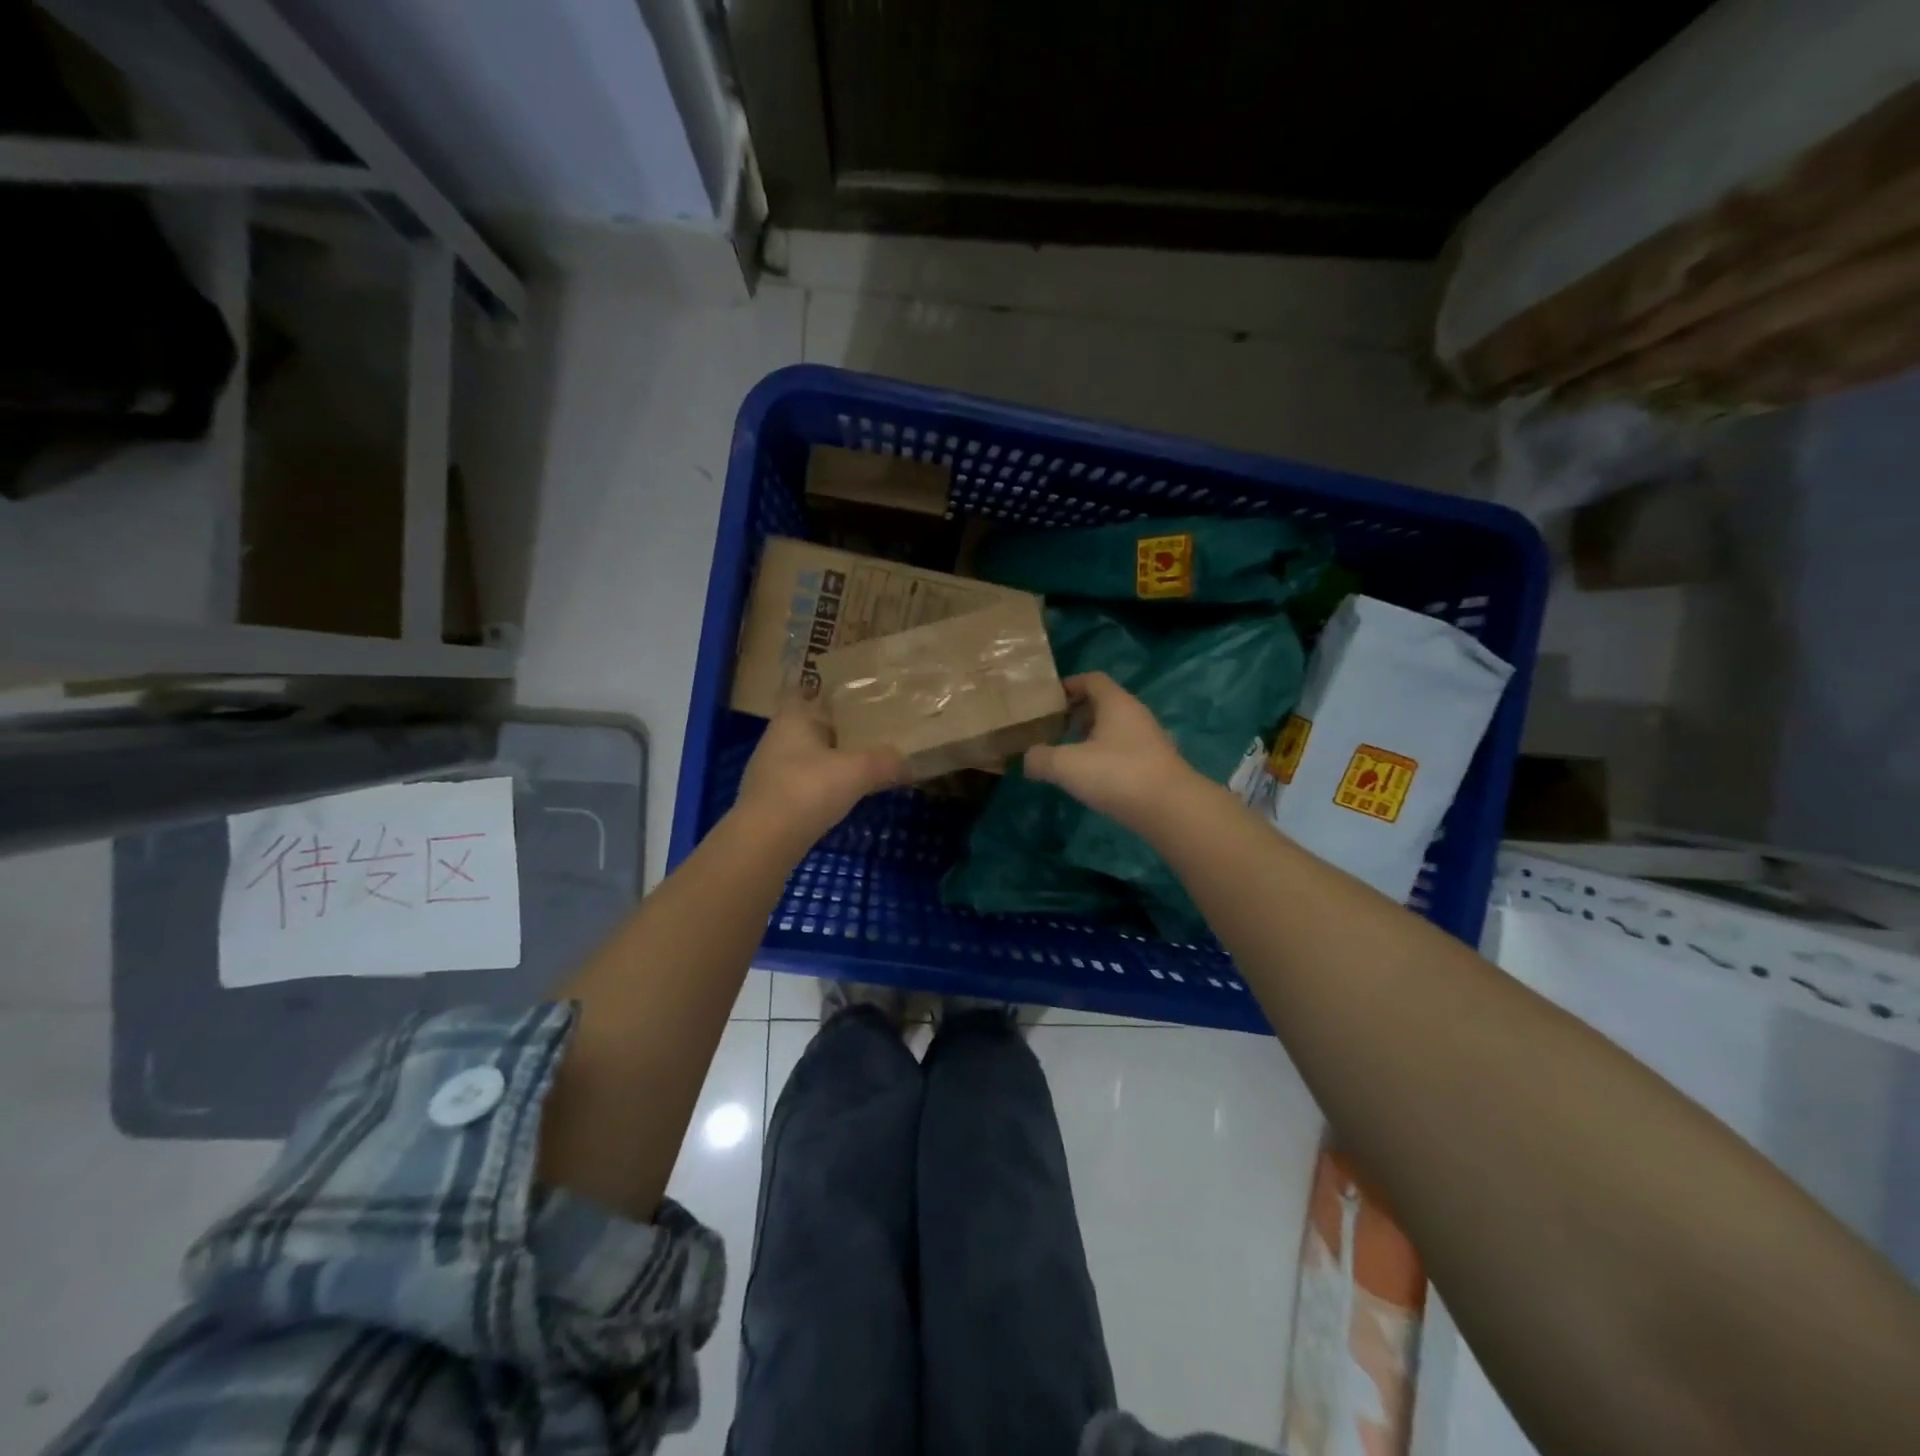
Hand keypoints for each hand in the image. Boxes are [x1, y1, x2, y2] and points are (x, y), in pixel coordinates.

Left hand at [733, 693, 907, 849]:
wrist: (765, 840)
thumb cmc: (808, 789)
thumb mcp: (857, 772)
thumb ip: (885, 762)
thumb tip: (909, 763)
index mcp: (791, 720)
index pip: (799, 690)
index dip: (816, 686)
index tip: (839, 689)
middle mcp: (775, 739)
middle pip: (803, 724)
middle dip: (828, 724)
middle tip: (861, 725)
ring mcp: (768, 771)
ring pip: (801, 755)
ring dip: (823, 757)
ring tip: (855, 760)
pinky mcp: (769, 800)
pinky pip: (799, 782)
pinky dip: (817, 784)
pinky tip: (837, 795)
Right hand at [1024, 672, 1196, 830]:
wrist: (1171, 809)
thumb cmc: (1117, 774)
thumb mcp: (1066, 765)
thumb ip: (1040, 758)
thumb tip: (1029, 759)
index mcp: (1116, 703)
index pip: (1092, 679)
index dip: (1069, 685)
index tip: (1048, 700)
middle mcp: (1135, 714)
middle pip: (1104, 703)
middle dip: (1078, 712)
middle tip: (1054, 729)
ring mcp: (1149, 740)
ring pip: (1115, 728)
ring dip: (1092, 736)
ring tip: (1070, 756)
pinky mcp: (1156, 764)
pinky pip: (1125, 750)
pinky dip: (1106, 756)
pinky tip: (1094, 778)